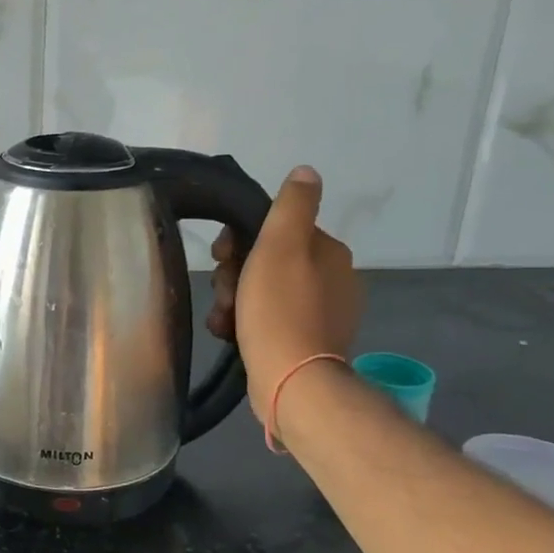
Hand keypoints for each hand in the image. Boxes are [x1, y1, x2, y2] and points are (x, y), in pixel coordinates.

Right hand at [204, 165, 361, 413]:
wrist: (291, 381)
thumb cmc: (279, 309)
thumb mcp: (280, 246)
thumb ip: (292, 205)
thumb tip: (306, 171)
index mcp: (328, 252)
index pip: (275, 230)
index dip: (240, 240)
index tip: (222, 257)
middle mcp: (331, 279)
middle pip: (266, 262)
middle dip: (235, 276)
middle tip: (223, 294)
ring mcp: (320, 313)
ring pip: (261, 292)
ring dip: (234, 301)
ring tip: (223, 319)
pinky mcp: (306, 342)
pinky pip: (267, 320)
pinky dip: (245, 323)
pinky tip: (229, 333)